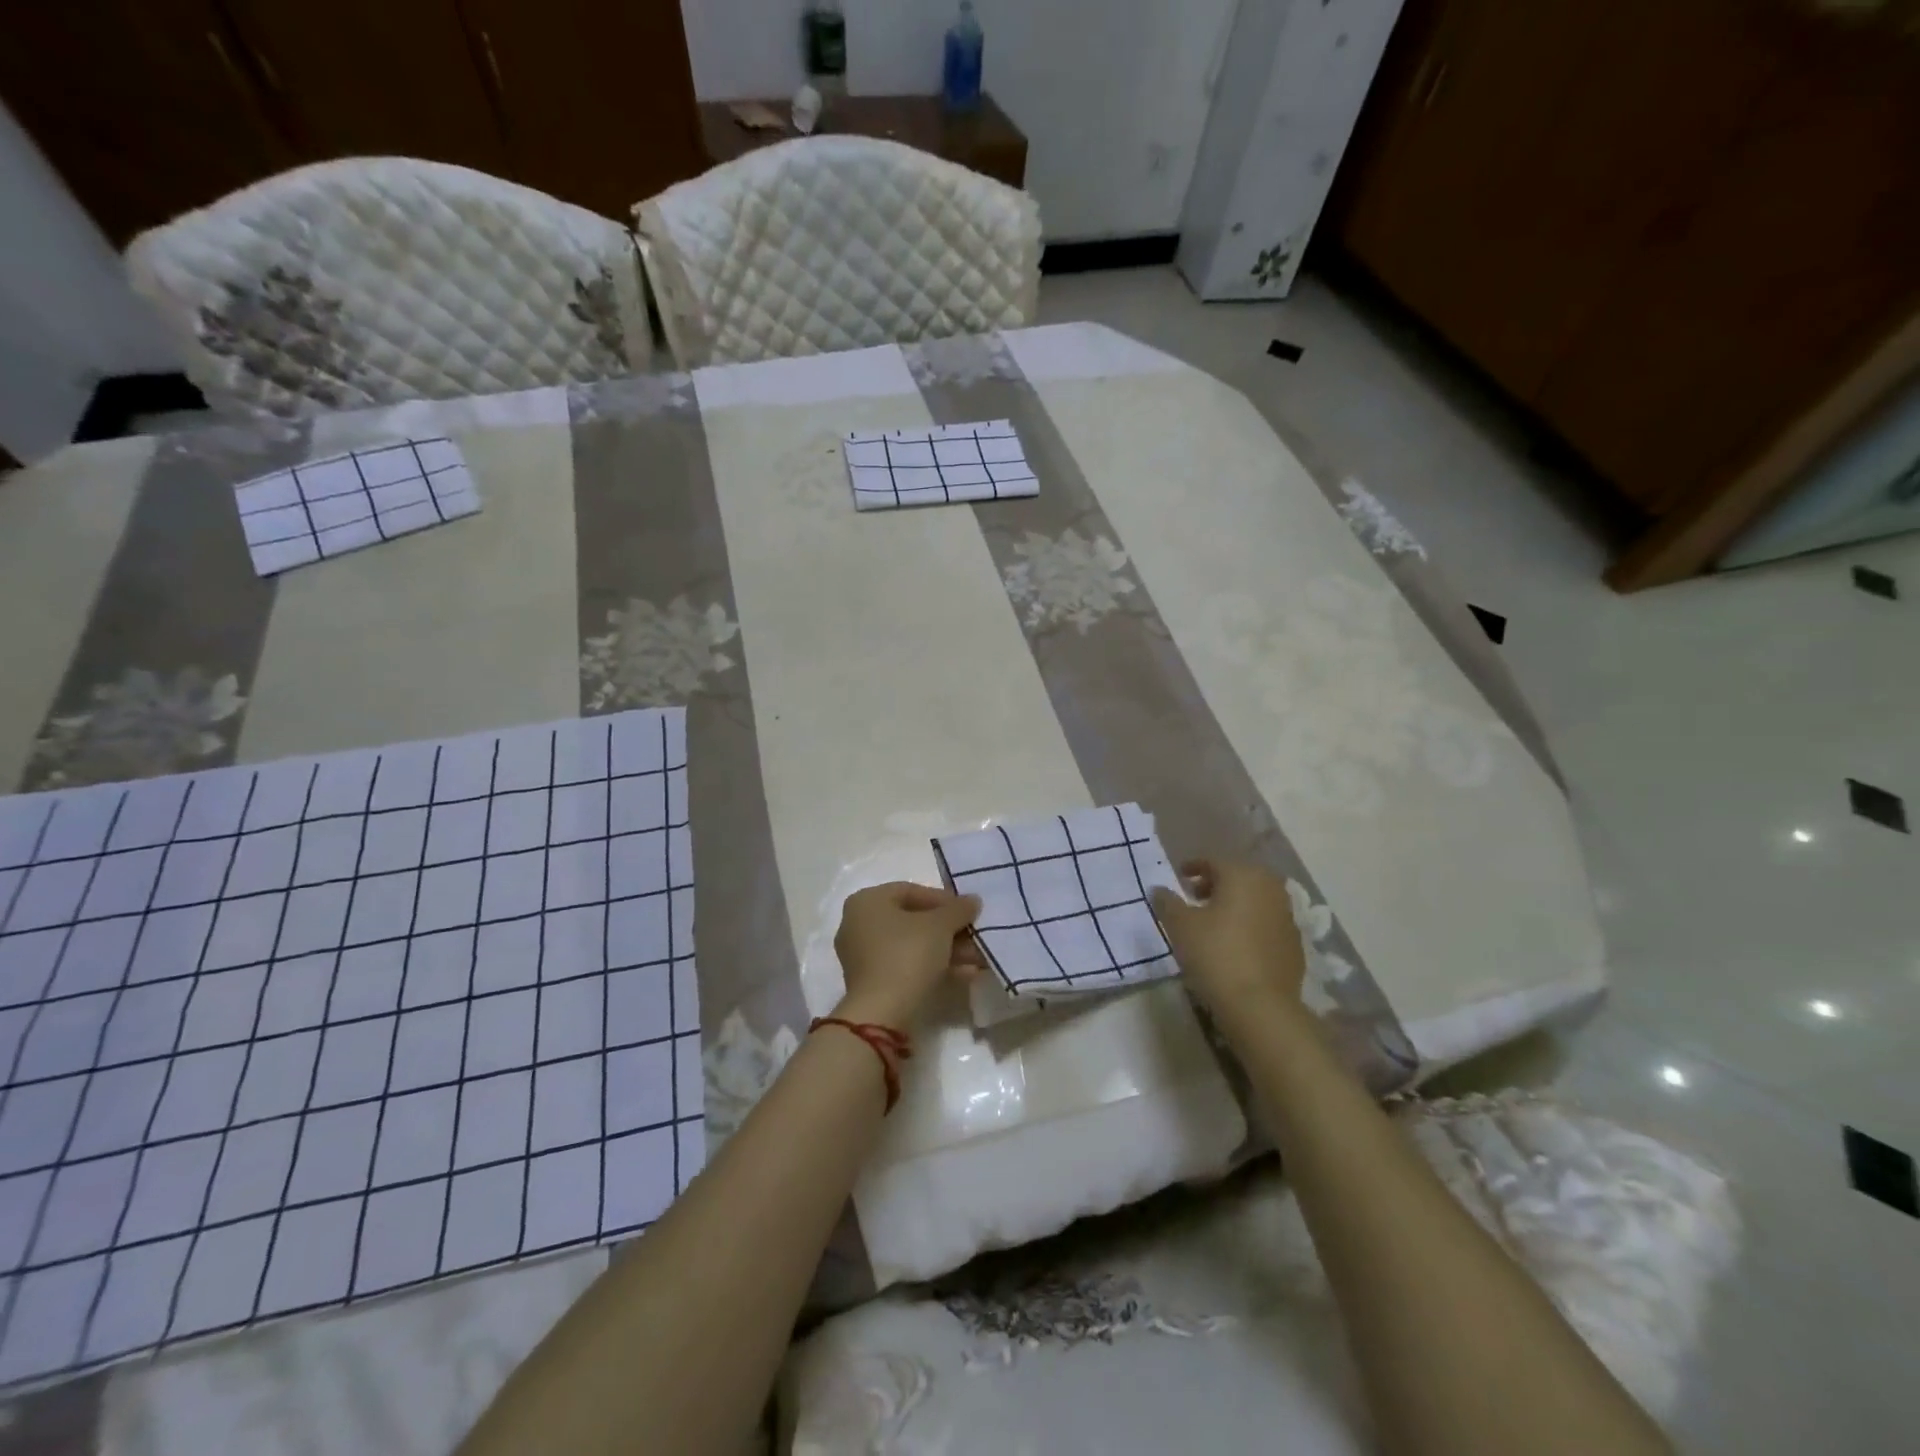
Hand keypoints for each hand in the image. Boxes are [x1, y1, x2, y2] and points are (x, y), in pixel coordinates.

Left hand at [833, 882, 982, 1027]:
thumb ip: (958, 909)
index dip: (944, 899)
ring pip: (912, 945)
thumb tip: (972, 901)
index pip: (910, 890)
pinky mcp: (872, 983)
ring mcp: (863, 956)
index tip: (967, 911)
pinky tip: (965, 974)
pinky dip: (933, 967)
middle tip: (975, 936)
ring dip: (947, 950)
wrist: (883, 1014)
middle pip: (913, 920)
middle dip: (949, 929)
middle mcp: (858, 924)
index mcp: (866, 901)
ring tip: (977, 958)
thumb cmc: (907, 954)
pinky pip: (906, 965)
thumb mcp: (940, 925)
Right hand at [1151, 860, 1306, 1019]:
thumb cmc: (1216, 955)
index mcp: (1243, 875)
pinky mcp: (1295, 945)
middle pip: (1239, 877)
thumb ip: (1167, 902)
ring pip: (1256, 900)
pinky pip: (1266, 924)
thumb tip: (1159, 889)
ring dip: (1235, 905)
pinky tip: (1236, 945)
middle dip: (1216, 884)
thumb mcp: (1179, 926)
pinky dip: (1250, 926)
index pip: (1214, 861)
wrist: (1260, 1006)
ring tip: (1213, 923)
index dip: (1193, 867)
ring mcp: (1287, 917)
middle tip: (1195, 898)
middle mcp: (1270, 888)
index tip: (1179, 878)